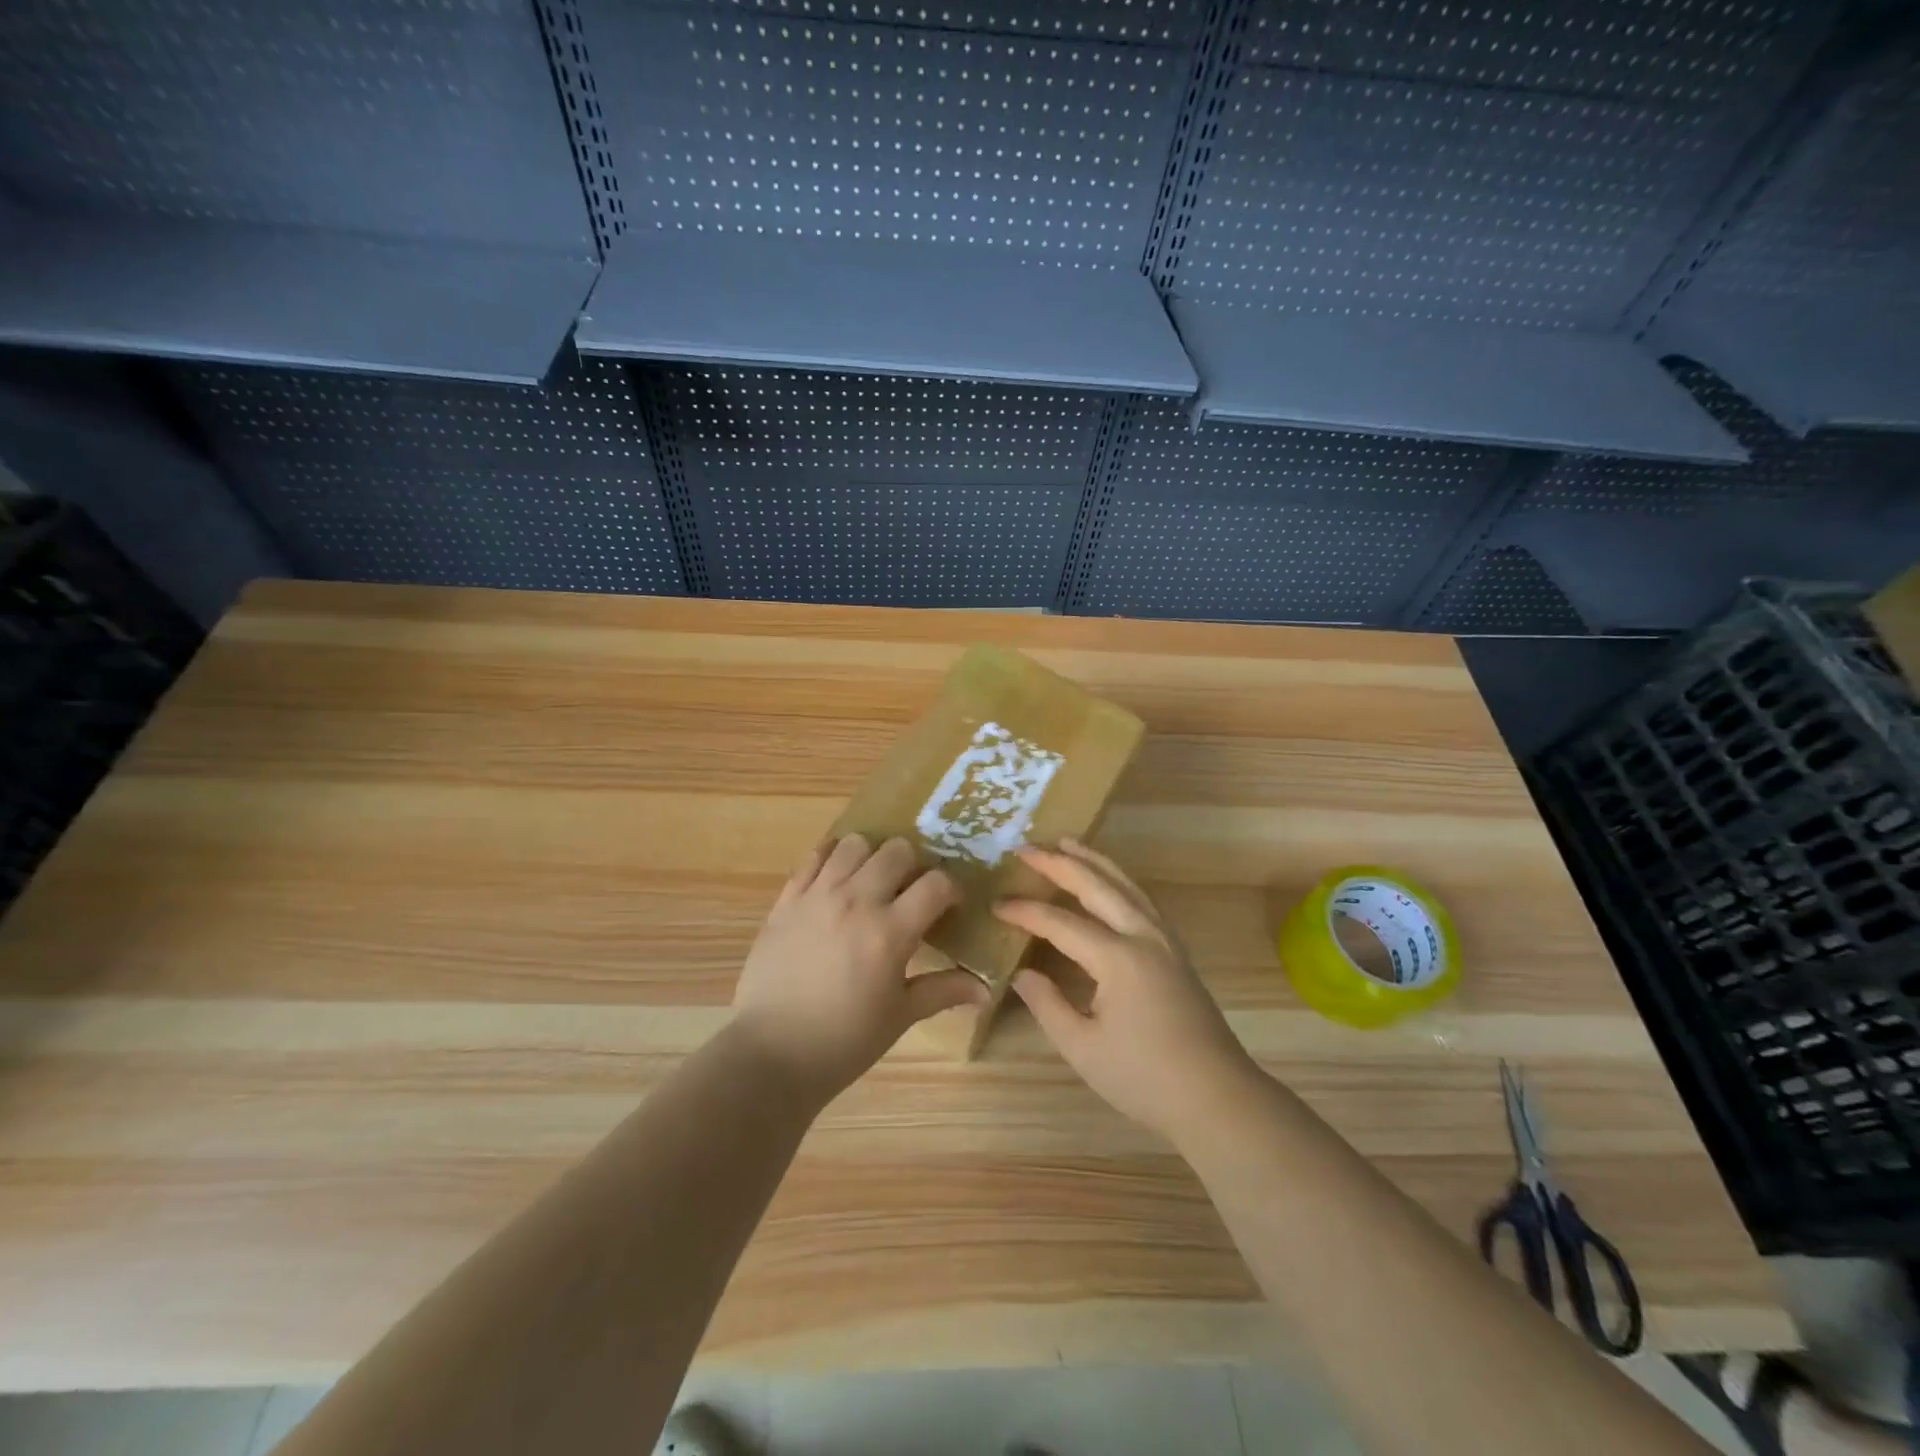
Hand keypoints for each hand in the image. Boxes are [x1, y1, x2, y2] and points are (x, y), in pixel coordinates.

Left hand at [731, 834, 984, 1103]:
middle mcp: (856, 901)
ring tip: (871, 882)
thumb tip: (987, 990)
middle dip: (913, 865)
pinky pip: (814, 857)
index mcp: (890, 932)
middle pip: (897, 850)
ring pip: (855, 843)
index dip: (950, 889)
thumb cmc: (844, 1040)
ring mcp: (817, 895)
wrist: (771, 1053)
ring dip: (872, 856)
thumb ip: (943, 991)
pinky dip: (832, 858)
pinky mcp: (787, 899)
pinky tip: (837, 879)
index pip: (936, 883)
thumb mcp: (899, 1016)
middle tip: (909, 891)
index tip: (948, 905)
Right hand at [995, 839, 1259, 1139]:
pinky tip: (1107, 882)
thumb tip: (1022, 972)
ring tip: (1066, 843)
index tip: (996, 905)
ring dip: (1094, 861)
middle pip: (1097, 886)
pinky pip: (1141, 899)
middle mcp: (1144, 936)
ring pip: (1126, 885)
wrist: (1218, 1098)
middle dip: (1060, 863)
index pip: (1061, 923)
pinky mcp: (1176, 951)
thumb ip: (1047, 1004)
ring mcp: (1165, 940)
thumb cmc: (1145, 1078)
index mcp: (1118, 958)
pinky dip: (1117, 880)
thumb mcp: (1083, 1048)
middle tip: (1026, 848)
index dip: (1026, 912)